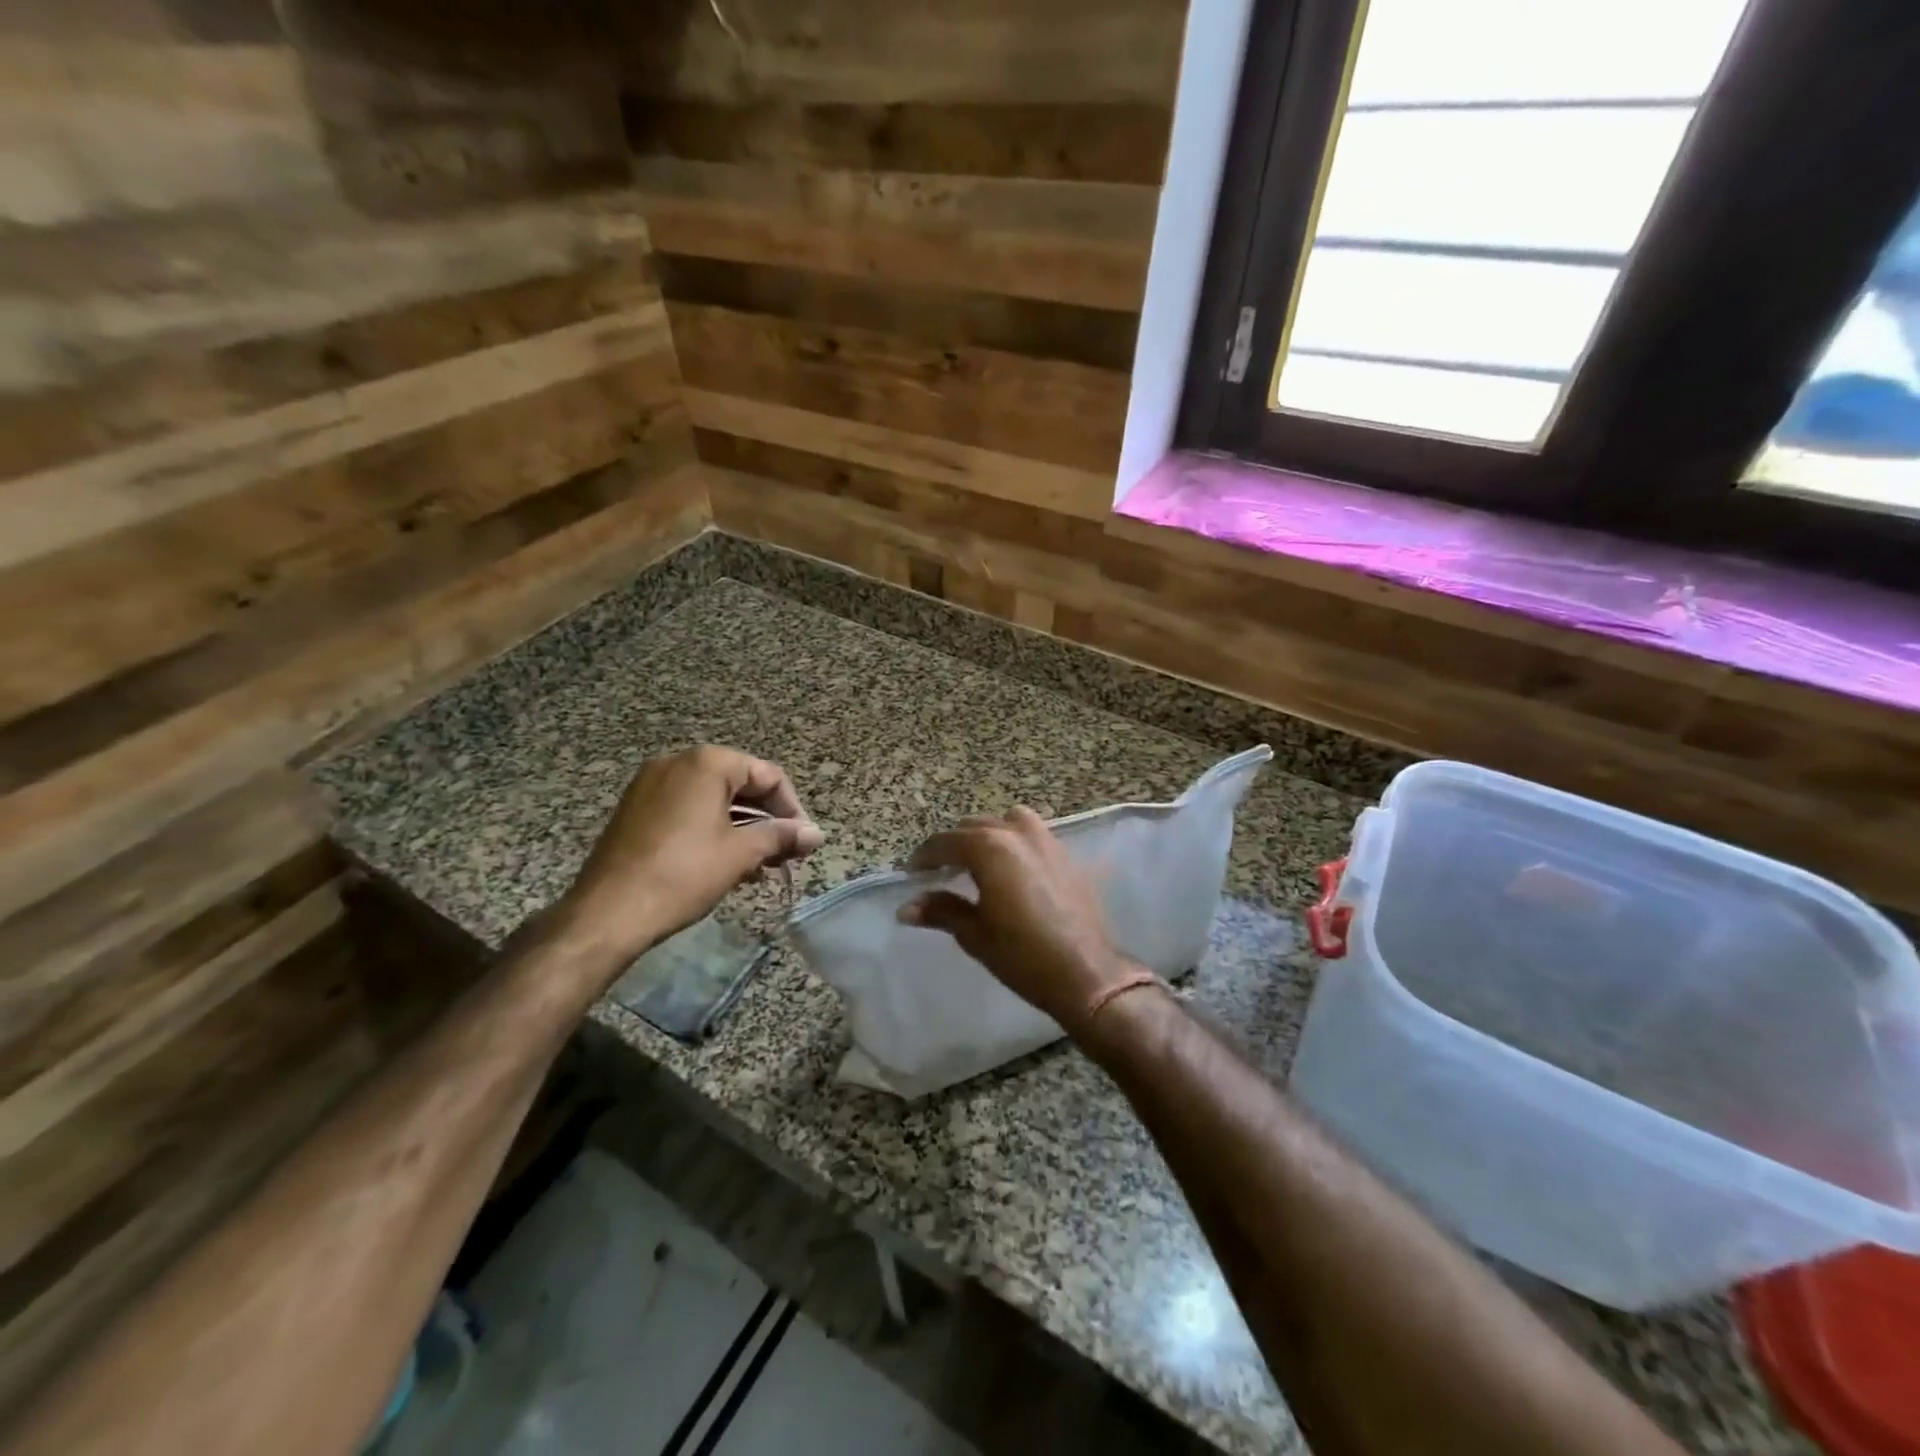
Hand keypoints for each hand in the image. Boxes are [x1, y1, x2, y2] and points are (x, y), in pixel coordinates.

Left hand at [559, 746, 823, 964]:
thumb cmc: (683, 874)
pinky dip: (712, 831)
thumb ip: (782, 837)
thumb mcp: (741, 854)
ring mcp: (651, 785)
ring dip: (742, 829)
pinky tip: (725, 864)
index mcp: (707, 763)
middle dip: (767, 820)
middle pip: (740, 785)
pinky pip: (686, 811)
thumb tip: (817, 834)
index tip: (804, 842)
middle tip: (785, 856)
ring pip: (713, 800)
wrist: (608, 912)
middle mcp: (677, 763)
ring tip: (759, 866)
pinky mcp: (635, 810)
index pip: (768, 775)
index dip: (793, 809)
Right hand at [898, 807, 1135, 1035]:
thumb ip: (941, 911)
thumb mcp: (975, 933)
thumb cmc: (1022, 955)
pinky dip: (1014, 842)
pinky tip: (1012, 870)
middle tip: (940, 872)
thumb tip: (905, 909)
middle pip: (974, 826)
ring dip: (987, 835)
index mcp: (989, 848)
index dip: (924, 857)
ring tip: (978, 863)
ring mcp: (1046, 840)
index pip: (945, 842)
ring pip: (1006, 822)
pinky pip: (1032, 835)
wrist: (1086, 972)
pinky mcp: (1066, 855)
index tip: (911, 874)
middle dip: (953, 845)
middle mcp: (1017, 833)